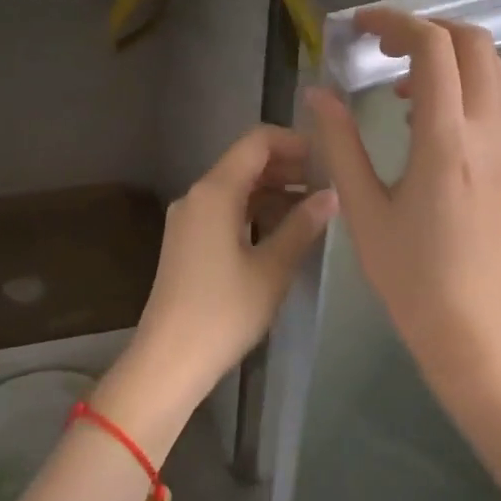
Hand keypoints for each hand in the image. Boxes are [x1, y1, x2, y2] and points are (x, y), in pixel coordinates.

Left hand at [94, 125, 337, 459]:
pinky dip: (255, 209)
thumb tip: (331, 195)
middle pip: (245, 161)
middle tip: (327, 183)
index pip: (256, 141)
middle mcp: (197, 195)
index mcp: (215, 191)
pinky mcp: (188, 240)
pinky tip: (283, 228)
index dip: (294, 141)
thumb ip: (302, 225)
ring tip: (313, 206)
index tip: (327, 157)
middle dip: (287, 166)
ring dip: (273, 189)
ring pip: (236, 186)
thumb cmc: (224, 312)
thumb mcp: (272, 268)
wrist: (169, 359)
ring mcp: (189, 218)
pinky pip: (226, 209)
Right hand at [305, 10, 500, 406]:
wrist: (471, 329)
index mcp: (446, 141)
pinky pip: (490, 100)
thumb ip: (340, 143)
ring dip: (446, 56)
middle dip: (428, 28)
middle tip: (382, 45)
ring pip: (490, 70)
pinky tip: (419, 118)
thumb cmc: (409, 276)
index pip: (434, 49)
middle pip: (476, 44)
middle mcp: (485, 134)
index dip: (396, 22)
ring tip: (396, 82)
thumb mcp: (363, 209)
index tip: (360, 26)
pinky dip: (458, 84)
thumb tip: (318, 93)